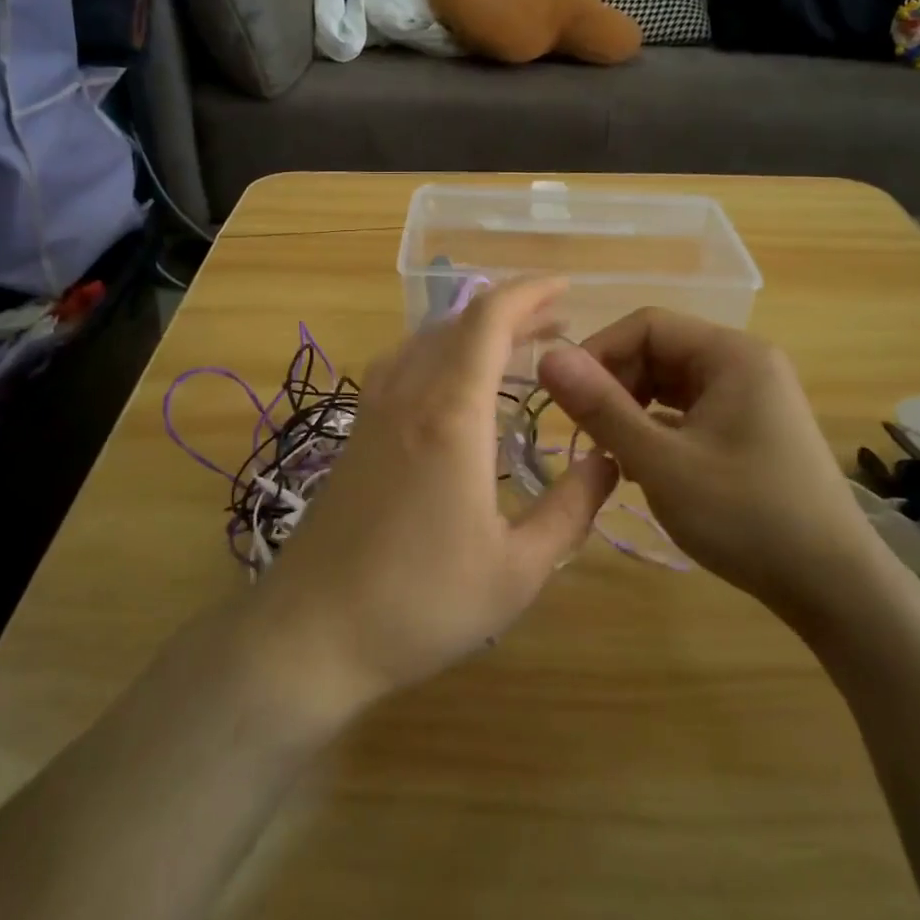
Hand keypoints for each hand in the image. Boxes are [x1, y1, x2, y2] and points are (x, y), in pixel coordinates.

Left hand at [253, 277, 619, 722]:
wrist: (313, 632)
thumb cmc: (421, 603)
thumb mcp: (518, 569)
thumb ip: (570, 509)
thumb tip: (606, 459)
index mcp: (451, 415)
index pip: (488, 321)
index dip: (529, 294)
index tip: (565, 288)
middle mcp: (408, 395)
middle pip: (458, 323)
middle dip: (511, 312)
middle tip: (557, 324)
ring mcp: (373, 411)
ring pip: (426, 340)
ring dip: (472, 331)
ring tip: (515, 347)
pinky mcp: (356, 433)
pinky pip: (402, 365)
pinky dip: (439, 352)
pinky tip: (454, 383)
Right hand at [537, 308, 892, 633]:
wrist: (834, 587)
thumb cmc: (746, 516)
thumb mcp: (662, 462)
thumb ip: (602, 408)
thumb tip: (548, 358)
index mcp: (731, 354)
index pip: (646, 325)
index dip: (598, 353)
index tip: (564, 397)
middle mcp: (744, 363)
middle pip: (658, 350)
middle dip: (615, 384)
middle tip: (585, 431)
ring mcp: (751, 396)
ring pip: (670, 383)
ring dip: (632, 409)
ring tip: (609, 451)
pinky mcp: (750, 428)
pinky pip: (689, 410)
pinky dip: (657, 428)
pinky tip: (640, 464)